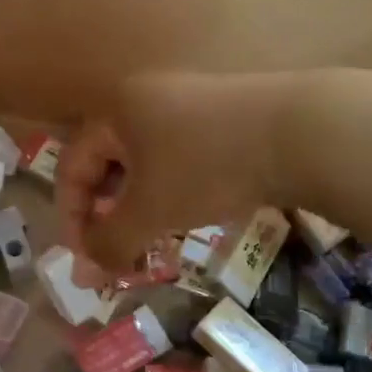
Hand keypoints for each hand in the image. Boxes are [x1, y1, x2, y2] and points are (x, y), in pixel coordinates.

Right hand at [57, 71, 297, 272]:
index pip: (73, 165)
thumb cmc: (206, 166)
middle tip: (117, 256)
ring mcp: (185, 102)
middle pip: (107, 163)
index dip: (72, 217)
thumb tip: (86, 273)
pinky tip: (186, 215)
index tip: (85, 261)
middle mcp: (144, 97)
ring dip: (139, 207)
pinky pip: (176, 157)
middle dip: (107, 215)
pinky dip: (170, 190)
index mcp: (116, 109)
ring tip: (150, 243)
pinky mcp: (219, 115)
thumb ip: (111, 242)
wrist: (298, 132)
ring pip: (144, 162)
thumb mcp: (152, 209)